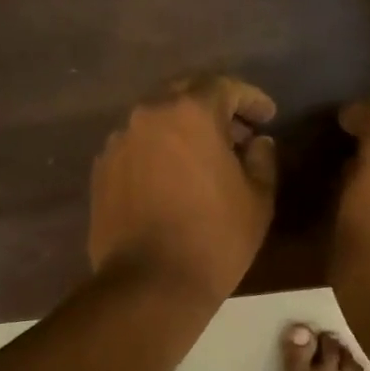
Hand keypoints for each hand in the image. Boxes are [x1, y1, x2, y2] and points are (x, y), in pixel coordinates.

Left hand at [89, 75, 278, 303]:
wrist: (149, 283)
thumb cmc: (215, 238)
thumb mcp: (257, 198)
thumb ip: (262, 158)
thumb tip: (257, 142)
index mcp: (190, 112)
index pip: (225, 87)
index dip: (251, 98)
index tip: (268, 116)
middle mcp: (149, 115)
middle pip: (185, 94)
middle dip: (214, 107)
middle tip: (238, 131)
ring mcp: (119, 141)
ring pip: (156, 120)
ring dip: (182, 129)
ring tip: (203, 157)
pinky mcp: (102, 169)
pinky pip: (136, 146)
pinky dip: (157, 151)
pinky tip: (171, 177)